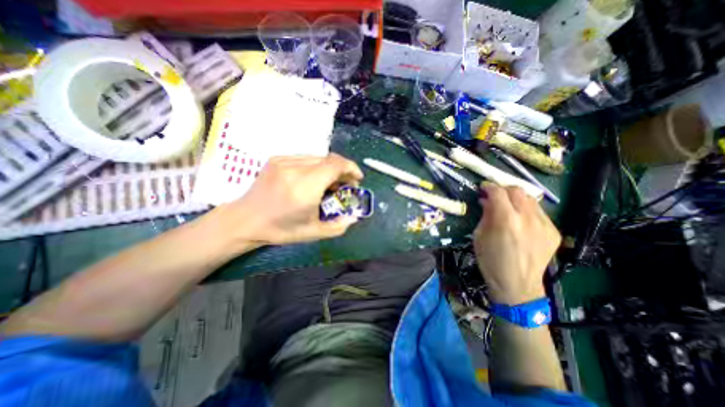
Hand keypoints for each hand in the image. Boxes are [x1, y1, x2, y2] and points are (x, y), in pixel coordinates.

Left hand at [213, 152, 365, 246]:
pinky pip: (305, 158)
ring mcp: (284, 161)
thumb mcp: (313, 233)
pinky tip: (313, 179)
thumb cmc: (280, 229)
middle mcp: (295, 169)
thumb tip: (354, 217)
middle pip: (329, 159)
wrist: (245, 220)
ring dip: (329, 169)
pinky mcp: (277, 159)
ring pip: (318, 158)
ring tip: (329, 184)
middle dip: (342, 170)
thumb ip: (338, 226)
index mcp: (305, 187)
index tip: (357, 179)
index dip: (351, 168)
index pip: (335, 165)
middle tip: (344, 185)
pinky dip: (316, 167)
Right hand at [477, 186, 558, 302]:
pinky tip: (521, 221)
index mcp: (506, 220)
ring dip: (516, 199)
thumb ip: (485, 215)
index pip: (498, 192)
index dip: (489, 187)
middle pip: (517, 191)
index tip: (483, 188)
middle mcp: (528, 218)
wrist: (517, 285)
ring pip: (530, 199)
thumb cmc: (490, 261)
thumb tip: (486, 201)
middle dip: (503, 189)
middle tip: (494, 196)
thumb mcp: (479, 236)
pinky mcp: (553, 232)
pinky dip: (527, 211)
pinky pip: (539, 213)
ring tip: (508, 207)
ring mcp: (544, 225)